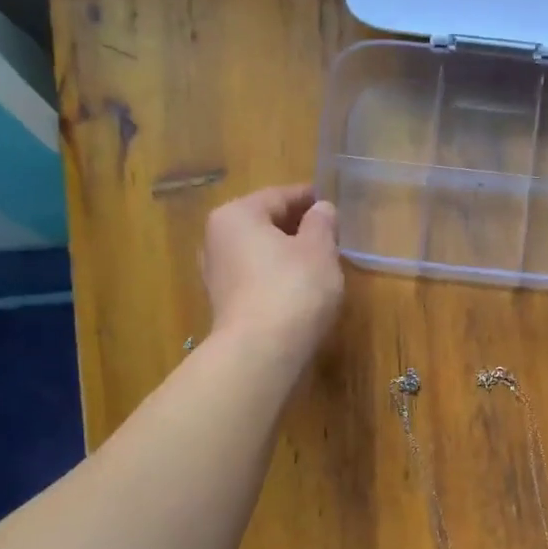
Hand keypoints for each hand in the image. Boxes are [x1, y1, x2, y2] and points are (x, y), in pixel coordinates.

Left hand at [201, 184, 343, 357]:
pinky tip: (299, 288)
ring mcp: (217, 275)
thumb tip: (321, 209)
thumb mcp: (319, 249)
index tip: (329, 201)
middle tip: (328, 233)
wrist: (261, 351)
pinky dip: (276, 276)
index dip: (308, 198)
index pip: (278, 196)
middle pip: (264, 223)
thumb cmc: (293, 288)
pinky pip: (256, 279)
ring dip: (286, 254)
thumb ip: (322, 224)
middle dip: (295, 226)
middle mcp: (217, 239)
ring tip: (318, 261)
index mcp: (237, 215)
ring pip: (259, 253)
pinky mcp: (226, 305)